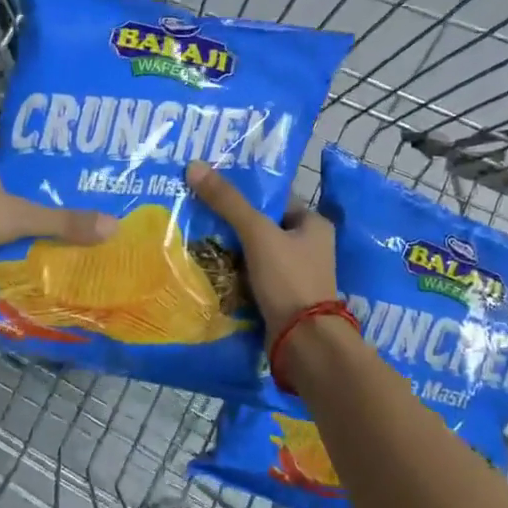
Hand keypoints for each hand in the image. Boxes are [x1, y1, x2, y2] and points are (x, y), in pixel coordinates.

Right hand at [184, 161, 336, 340]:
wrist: (304, 342)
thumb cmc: (288, 279)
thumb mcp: (257, 233)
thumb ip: (228, 202)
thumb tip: (194, 165)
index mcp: (313, 224)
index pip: (275, 198)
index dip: (245, 192)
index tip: (211, 188)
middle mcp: (308, 247)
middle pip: (262, 226)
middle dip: (231, 223)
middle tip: (195, 213)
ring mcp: (295, 275)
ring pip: (255, 254)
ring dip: (230, 250)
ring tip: (194, 239)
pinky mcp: (281, 298)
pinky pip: (252, 277)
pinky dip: (233, 274)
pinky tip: (207, 269)